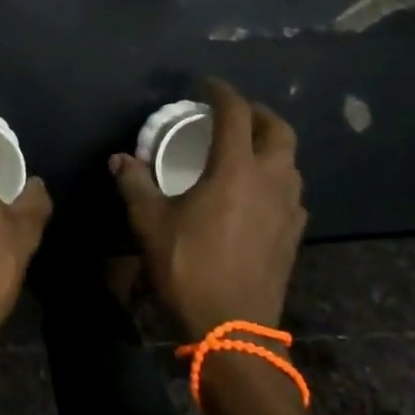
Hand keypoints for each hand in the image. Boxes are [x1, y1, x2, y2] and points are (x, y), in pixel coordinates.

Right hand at [109, 77, 305, 338]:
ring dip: (271, 146)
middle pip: (279, 130)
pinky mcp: (294, 234)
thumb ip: (135, 184)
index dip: (221, 92)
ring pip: (291, 161)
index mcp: (236, 169)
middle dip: (257, 113)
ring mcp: (289, 209)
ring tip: (245, 150)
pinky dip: (276, 178)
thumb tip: (119, 159)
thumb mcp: (150, 222)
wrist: (233, 330)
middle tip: (234, 113)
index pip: (236, 113)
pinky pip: (291, 191)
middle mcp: (271, 180)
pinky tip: (256, 193)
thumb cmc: (189, 267)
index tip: (206, 85)